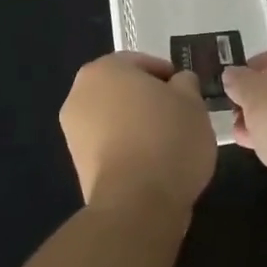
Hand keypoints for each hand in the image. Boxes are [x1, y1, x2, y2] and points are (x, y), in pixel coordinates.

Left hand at [60, 52, 216, 215]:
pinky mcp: (78, 166)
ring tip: (169, 143)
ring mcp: (74, 132)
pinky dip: (128, 149)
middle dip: (149, 100)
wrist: (137, 204)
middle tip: (179, 115)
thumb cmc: (167, 138)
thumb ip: (185, 83)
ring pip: (115, 118)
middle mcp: (80, 94)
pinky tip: (153, 164)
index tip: (187, 94)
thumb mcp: (192, 101)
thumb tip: (179, 83)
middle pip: (123, 90)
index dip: (168, 76)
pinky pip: (110, 146)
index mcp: (104, 69)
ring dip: (137, 125)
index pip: (141, 62)